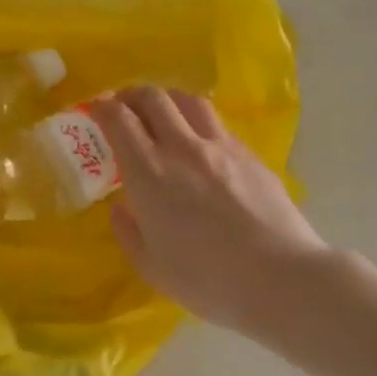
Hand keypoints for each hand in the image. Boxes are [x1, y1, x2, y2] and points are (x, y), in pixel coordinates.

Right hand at [89, 87, 328, 337]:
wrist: (281, 278)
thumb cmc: (208, 279)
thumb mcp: (151, 266)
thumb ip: (128, 232)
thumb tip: (120, 207)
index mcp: (149, 173)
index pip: (119, 119)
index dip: (102, 108)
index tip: (95, 111)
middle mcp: (182, 148)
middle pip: (153, 98)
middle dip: (131, 95)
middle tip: (123, 107)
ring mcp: (221, 147)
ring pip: (189, 101)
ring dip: (168, 100)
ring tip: (162, 114)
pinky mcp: (251, 155)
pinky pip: (217, 124)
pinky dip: (198, 122)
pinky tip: (200, 143)